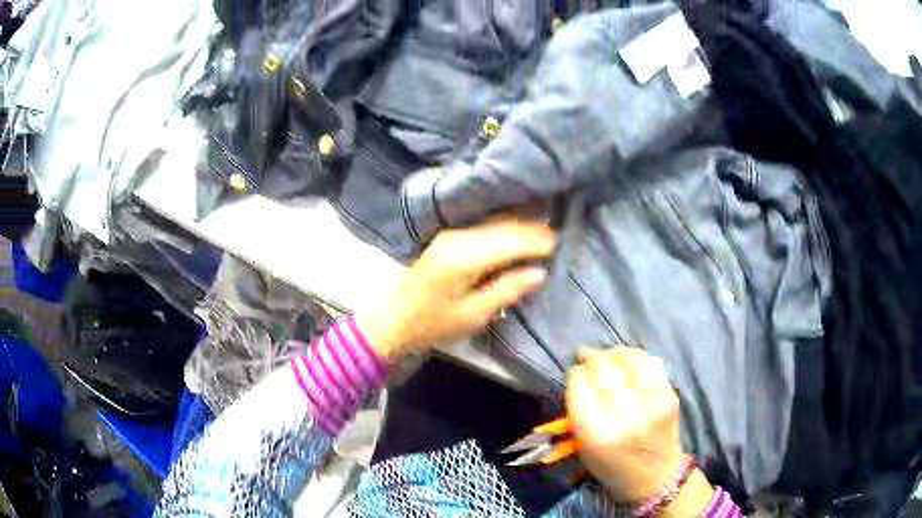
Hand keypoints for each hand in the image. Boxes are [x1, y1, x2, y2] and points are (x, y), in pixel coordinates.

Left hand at [357, 216, 556, 358]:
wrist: (394, 318)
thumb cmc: (434, 323)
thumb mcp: (474, 315)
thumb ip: (507, 290)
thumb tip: (539, 272)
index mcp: (464, 258)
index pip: (511, 242)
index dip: (538, 242)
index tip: (561, 245)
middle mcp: (458, 238)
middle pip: (504, 227)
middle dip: (533, 230)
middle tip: (558, 237)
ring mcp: (452, 235)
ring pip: (495, 224)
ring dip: (520, 226)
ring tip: (545, 232)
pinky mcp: (448, 238)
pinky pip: (484, 228)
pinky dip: (505, 230)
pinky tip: (519, 234)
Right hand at [566, 347, 689, 504]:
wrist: (657, 477)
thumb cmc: (613, 467)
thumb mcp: (584, 447)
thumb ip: (579, 410)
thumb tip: (581, 374)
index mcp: (595, 433)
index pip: (580, 384)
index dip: (576, 373)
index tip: (576, 373)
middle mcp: (624, 415)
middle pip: (603, 367)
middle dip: (592, 357)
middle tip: (587, 356)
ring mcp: (651, 402)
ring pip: (629, 358)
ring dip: (615, 353)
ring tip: (610, 357)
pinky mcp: (670, 395)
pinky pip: (651, 363)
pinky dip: (638, 359)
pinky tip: (632, 364)